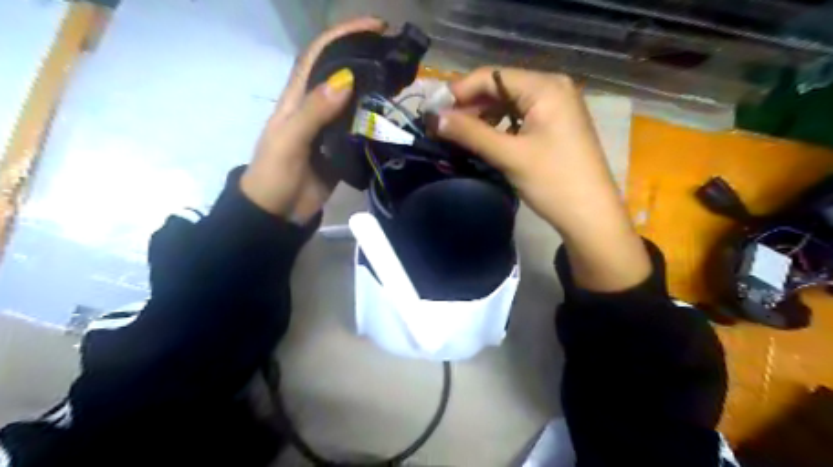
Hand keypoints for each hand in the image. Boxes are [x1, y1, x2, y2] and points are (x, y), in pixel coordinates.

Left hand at [240, 17, 384, 222]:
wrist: (279, 212)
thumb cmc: (275, 174)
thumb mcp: (289, 140)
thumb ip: (314, 111)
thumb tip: (345, 80)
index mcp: (298, 98)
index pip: (320, 55)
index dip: (344, 35)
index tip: (374, 26)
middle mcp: (316, 106)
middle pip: (341, 73)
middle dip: (365, 56)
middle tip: (396, 53)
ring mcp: (331, 128)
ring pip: (354, 99)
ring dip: (374, 85)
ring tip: (401, 78)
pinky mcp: (343, 147)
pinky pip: (361, 127)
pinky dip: (375, 117)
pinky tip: (392, 113)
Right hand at [437, 68, 649, 289]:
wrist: (591, 216)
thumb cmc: (553, 182)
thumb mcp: (509, 155)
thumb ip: (470, 133)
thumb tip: (434, 118)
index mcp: (545, 87)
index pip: (492, 76)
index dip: (459, 91)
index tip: (433, 111)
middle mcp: (552, 88)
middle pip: (500, 87)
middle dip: (470, 105)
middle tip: (443, 126)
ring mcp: (557, 107)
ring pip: (509, 103)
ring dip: (482, 116)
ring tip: (459, 134)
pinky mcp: (556, 125)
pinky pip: (520, 117)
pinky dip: (499, 126)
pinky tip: (484, 139)